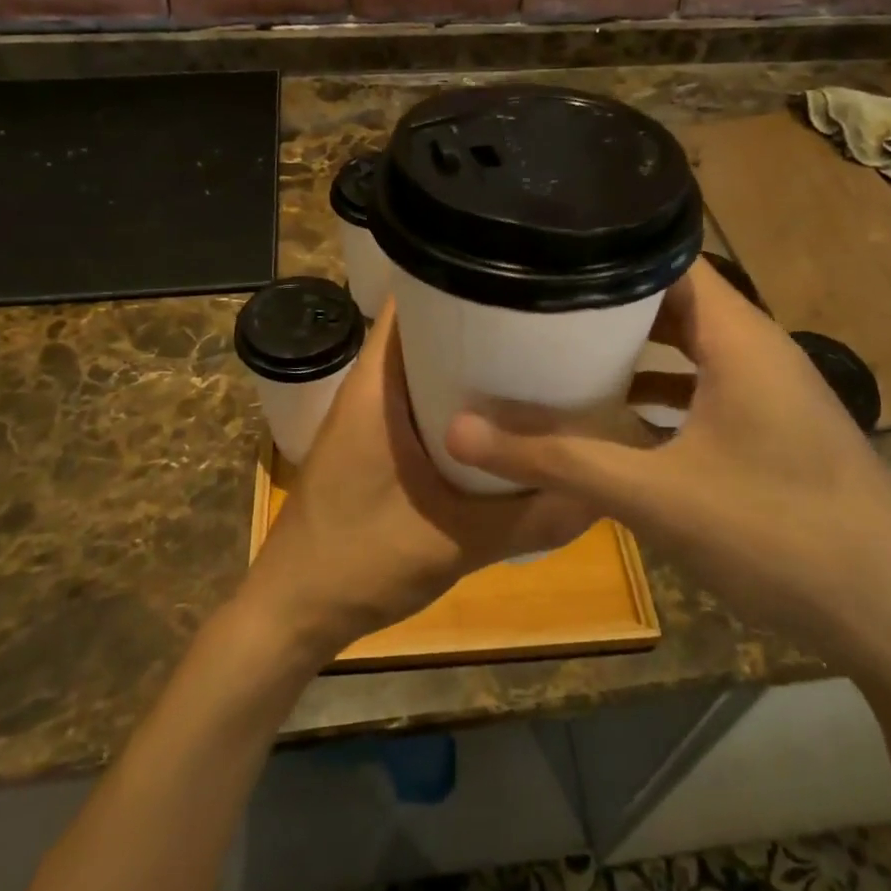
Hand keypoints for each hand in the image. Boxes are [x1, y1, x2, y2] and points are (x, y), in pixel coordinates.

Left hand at [239, 302, 591, 660]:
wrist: (294, 612)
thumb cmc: (360, 562)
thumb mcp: (457, 541)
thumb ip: (529, 518)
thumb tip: (597, 491)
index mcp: (376, 388)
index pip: (409, 301)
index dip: (457, 279)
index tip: (514, 279)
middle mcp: (368, 390)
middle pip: (423, 332)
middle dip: (476, 324)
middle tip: (539, 324)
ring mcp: (366, 420)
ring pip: (420, 370)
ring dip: (465, 367)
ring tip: (528, 364)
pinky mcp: (371, 447)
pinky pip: (416, 404)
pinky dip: (451, 403)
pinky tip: (494, 424)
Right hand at [445, 259, 890, 666]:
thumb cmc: (779, 538)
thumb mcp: (655, 498)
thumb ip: (557, 462)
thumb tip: (460, 432)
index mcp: (740, 340)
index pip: (670, 259)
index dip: (608, 250)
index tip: (545, 255)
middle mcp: (760, 351)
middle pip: (675, 301)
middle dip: (608, 303)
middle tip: (537, 304)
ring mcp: (773, 393)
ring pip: (691, 347)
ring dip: (635, 350)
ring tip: (564, 350)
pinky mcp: (777, 431)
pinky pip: (707, 387)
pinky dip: (662, 391)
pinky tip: (619, 420)